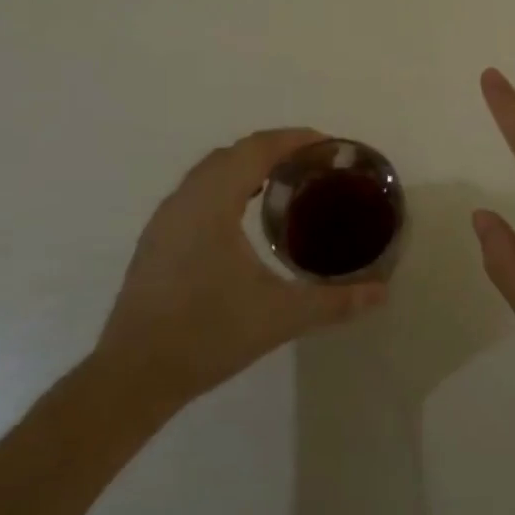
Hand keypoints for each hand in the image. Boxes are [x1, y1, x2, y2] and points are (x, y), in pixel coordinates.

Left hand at [94, 128, 386, 418]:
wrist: (132, 376)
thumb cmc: (207, 335)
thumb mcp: (280, 317)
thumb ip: (334, 302)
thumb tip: (381, 292)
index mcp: (213, 202)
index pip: (256, 149)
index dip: (293, 139)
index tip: (327, 145)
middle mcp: (185, 199)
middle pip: (233, 153)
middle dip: (274, 149)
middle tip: (312, 166)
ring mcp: (165, 219)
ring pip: (210, 171)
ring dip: (246, 167)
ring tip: (283, 185)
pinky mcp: (156, 240)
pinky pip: (196, 192)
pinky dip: (225, 186)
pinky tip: (241, 217)